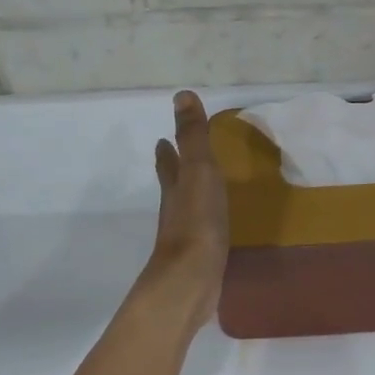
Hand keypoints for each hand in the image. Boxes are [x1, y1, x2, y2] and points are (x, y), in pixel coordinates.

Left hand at [139, 91, 229, 329]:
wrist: (191, 279)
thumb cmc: (197, 221)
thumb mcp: (198, 172)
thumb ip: (193, 137)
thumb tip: (181, 95)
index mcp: (175, 187)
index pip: (168, 163)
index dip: (166, 152)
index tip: (160, 139)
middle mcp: (176, 210)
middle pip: (171, 185)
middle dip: (172, 170)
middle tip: (171, 157)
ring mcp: (185, 237)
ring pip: (185, 209)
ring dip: (188, 197)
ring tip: (198, 190)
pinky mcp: (198, 260)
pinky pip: (202, 234)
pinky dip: (205, 224)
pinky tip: (214, 230)